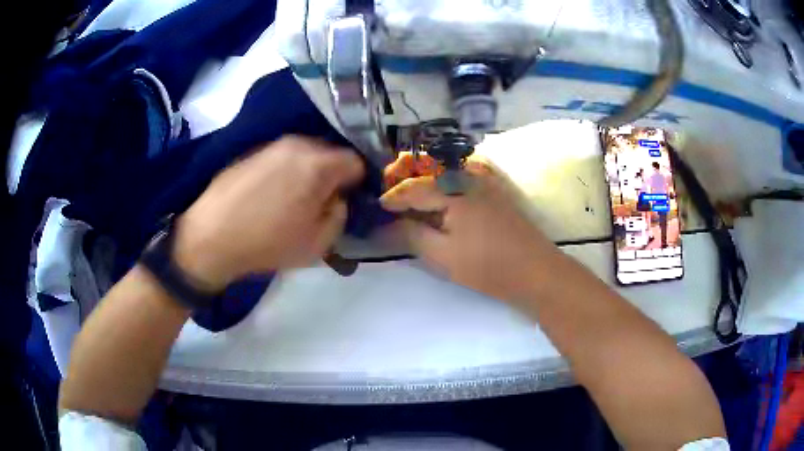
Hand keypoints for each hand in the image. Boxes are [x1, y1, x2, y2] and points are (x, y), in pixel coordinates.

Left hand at [173, 136, 364, 290]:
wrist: (211, 237)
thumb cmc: (268, 243)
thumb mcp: (318, 243)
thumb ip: (340, 215)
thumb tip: (338, 198)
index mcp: (318, 164)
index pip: (356, 162)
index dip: (358, 183)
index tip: (349, 200)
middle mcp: (297, 144)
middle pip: (330, 153)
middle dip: (333, 175)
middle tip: (322, 202)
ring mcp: (271, 145)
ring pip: (304, 154)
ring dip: (308, 172)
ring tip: (294, 199)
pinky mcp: (251, 152)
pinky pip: (281, 157)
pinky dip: (286, 171)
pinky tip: (271, 195)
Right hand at [380, 160, 560, 302]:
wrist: (534, 270)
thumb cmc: (487, 266)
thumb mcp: (442, 255)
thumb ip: (411, 234)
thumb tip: (386, 224)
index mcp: (453, 190)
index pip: (412, 187)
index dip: (391, 197)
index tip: (377, 208)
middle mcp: (467, 175)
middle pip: (427, 164)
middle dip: (403, 173)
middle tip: (388, 190)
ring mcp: (483, 179)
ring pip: (443, 165)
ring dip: (422, 172)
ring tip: (407, 191)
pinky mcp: (492, 188)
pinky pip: (460, 171)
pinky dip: (442, 177)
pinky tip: (436, 193)